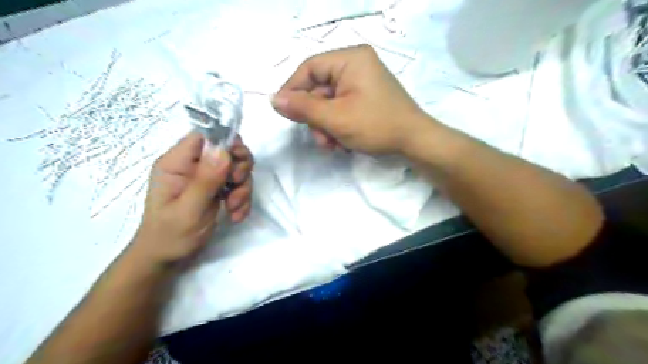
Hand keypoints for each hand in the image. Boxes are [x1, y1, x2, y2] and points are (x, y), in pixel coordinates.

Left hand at [130, 132, 252, 265]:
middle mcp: (193, 166)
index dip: (226, 143)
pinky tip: (235, 215)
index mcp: (177, 163)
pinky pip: (239, 185)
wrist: (168, 259)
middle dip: (239, 169)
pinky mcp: (217, 190)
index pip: (205, 136)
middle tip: (237, 187)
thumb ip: (206, 180)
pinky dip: (242, 200)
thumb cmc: (170, 235)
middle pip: (227, 150)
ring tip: (234, 209)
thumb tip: (224, 151)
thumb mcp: (189, 209)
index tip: (237, 163)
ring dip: (243, 189)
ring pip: (237, 169)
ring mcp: (206, 178)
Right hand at [272, 44, 432, 153]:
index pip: (309, 68)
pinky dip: (337, 126)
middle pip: (319, 89)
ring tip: (333, 145)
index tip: (283, 112)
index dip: (292, 90)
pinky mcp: (365, 98)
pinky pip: (341, 108)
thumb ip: (303, 108)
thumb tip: (274, 100)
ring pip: (329, 103)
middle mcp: (355, 65)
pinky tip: (343, 142)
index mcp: (350, 59)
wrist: (414, 142)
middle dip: (316, 118)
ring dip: (326, 127)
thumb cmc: (376, 125)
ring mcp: (361, 82)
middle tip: (320, 139)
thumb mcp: (336, 118)